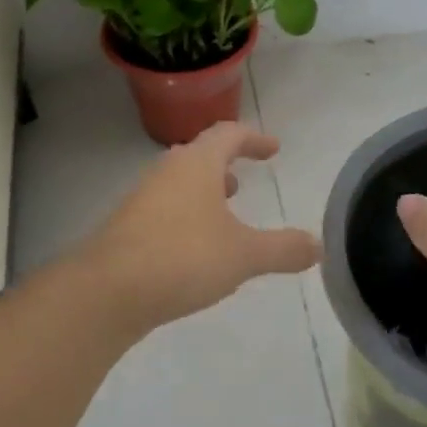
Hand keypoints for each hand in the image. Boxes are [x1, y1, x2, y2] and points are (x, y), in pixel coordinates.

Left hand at [83, 122, 321, 332]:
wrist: (107, 292)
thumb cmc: (183, 258)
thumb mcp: (244, 256)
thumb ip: (283, 249)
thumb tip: (318, 246)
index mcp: (196, 166)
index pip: (228, 135)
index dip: (254, 139)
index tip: (273, 149)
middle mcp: (165, 174)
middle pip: (198, 158)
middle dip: (224, 166)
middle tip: (242, 180)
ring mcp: (141, 202)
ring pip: (178, 187)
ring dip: (203, 194)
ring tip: (223, 217)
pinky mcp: (126, 231)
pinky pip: (164, 214)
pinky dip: (186, 220)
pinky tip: (194, 252)